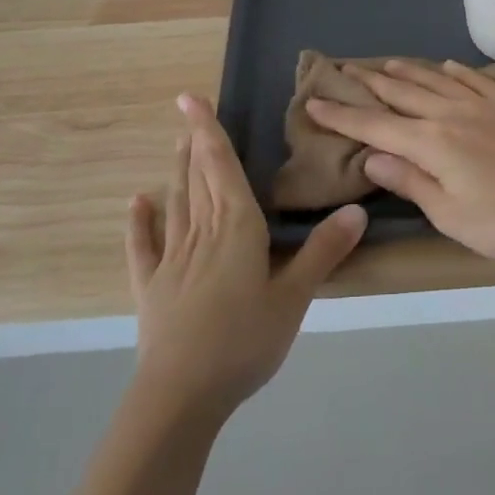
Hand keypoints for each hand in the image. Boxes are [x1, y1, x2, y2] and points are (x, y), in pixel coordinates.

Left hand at [127, 94, 365, 416]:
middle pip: (198, 178)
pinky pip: (144, 246)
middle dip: (195, 143)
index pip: (222, 167)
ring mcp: (172, 259)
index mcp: (238, 228)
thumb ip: (323, 252)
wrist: (181, 395)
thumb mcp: (294, 298)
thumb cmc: (244, 341)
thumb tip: (356, 209)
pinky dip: (140, 222)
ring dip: (177, 171)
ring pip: (176, 203)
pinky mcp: (151, 287)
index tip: (191, 98)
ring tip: (176, 143)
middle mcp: (202, 232)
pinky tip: (137, 201)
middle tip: (187, 113)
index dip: (209, 131)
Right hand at [306, 60, 494, 261]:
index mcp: (432, 143)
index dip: (342, 115)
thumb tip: (373, 156)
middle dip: (370, 84)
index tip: (314, 102)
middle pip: (402, 94)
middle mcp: (451, 114)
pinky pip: (473, 80)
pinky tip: (446, 66)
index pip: (375, 125)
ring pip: (435, 80)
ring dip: (407, 71)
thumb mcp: (451, 215)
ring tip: (385, 64)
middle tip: (346, 71)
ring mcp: (483, 106)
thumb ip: (411, 181)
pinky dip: (453, 71)